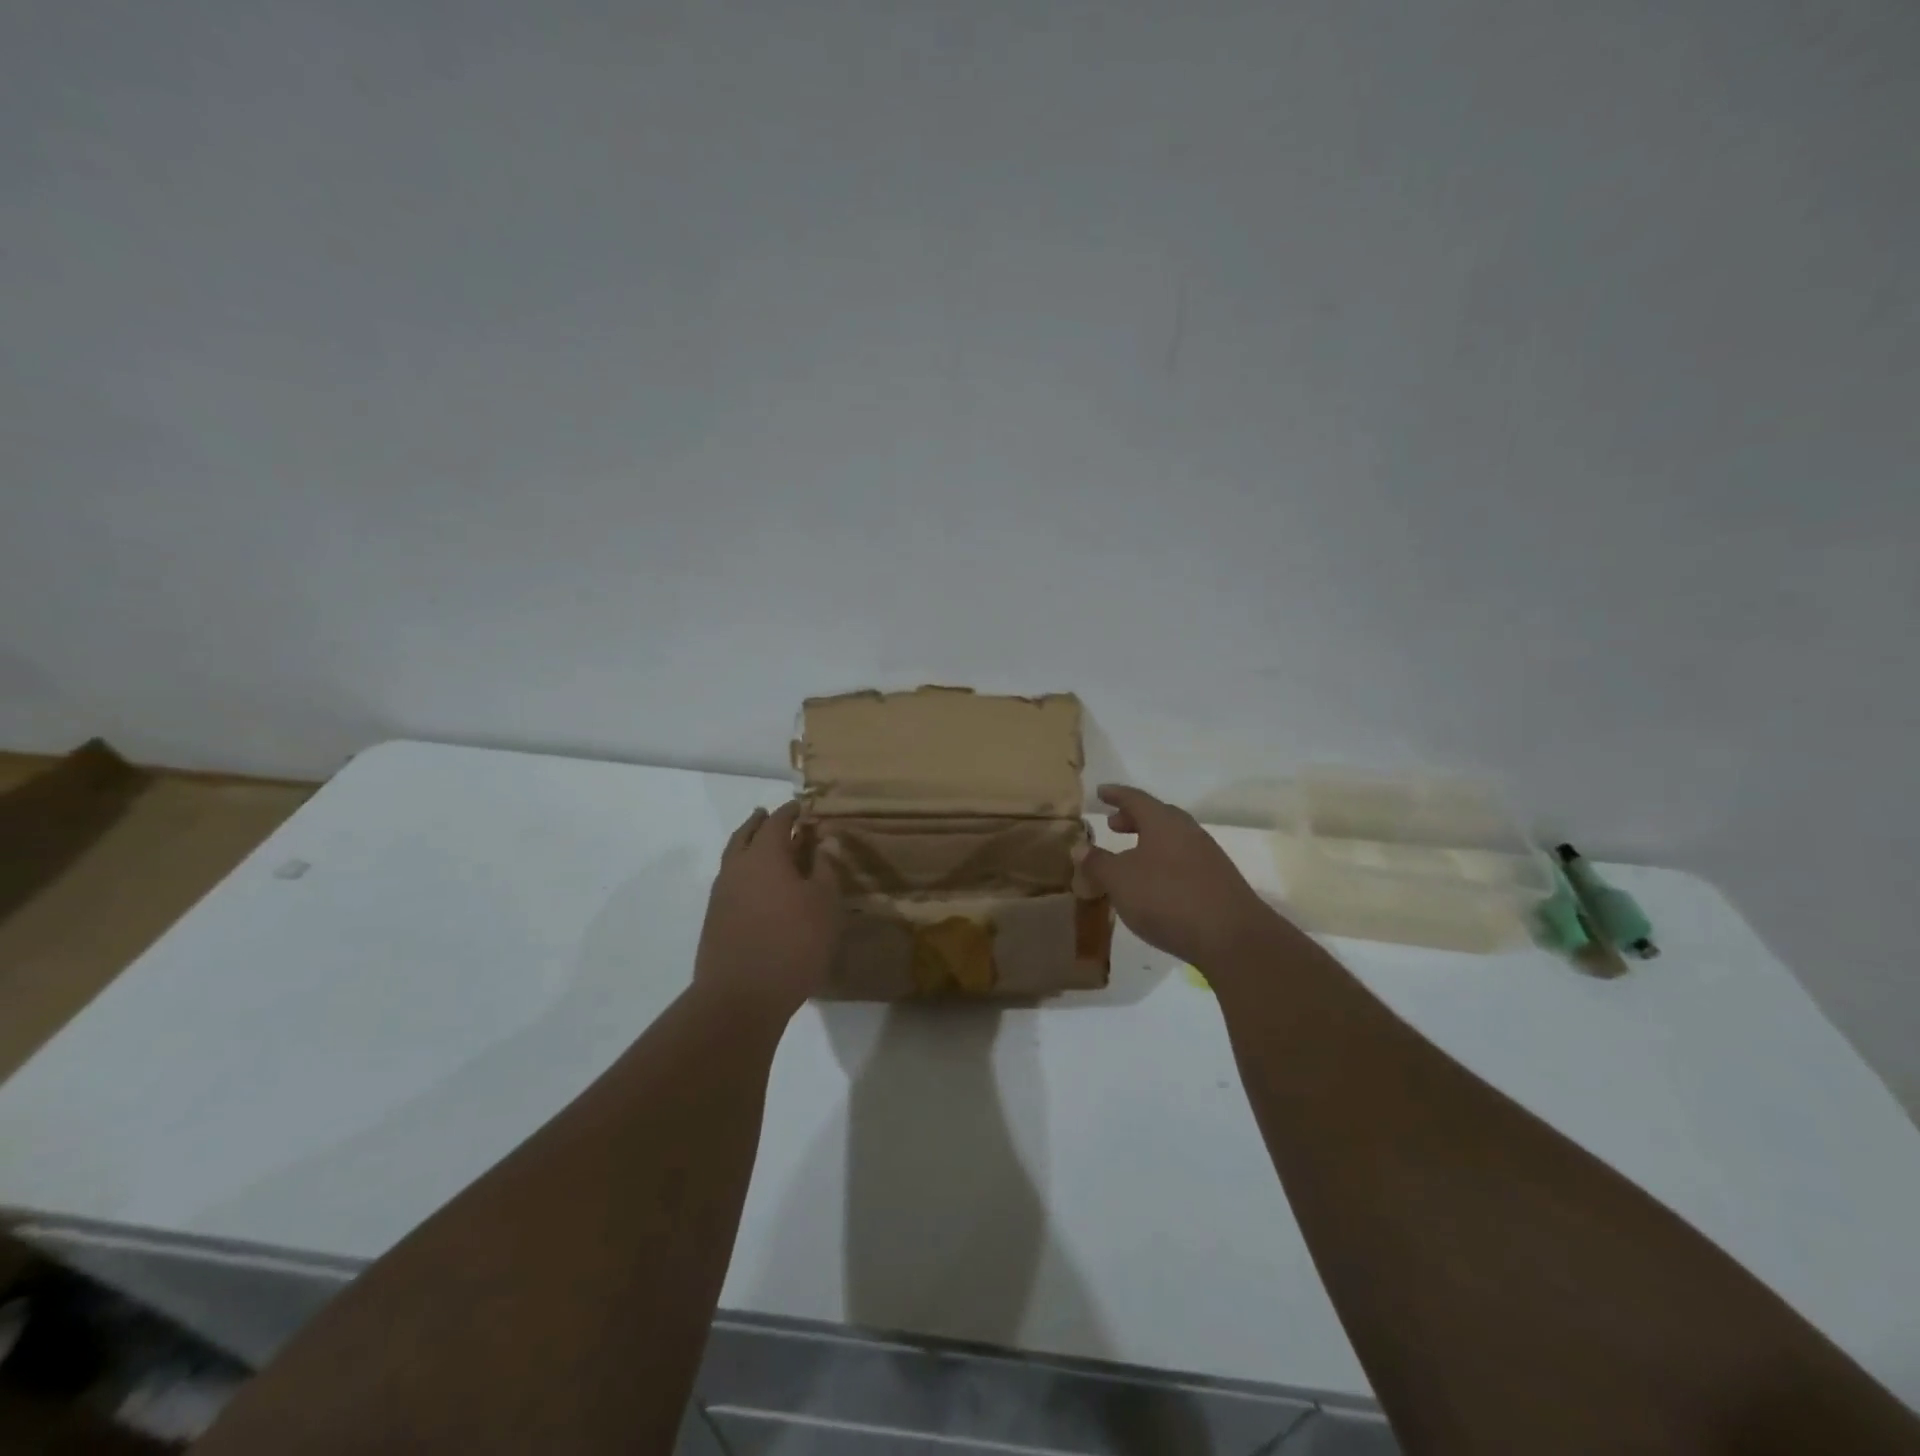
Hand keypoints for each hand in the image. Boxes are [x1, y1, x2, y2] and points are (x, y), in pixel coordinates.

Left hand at [695, 801, 843, 1022]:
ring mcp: (721, 894)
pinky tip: (757, 886)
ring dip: (748, 845)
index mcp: (765, 855)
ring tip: (763, 848)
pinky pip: (730, 881)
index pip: (777, 822)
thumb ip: (824, 869)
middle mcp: (737, 867)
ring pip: (734, 858)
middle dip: (760, 822)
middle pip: (746, 834)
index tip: (801, 806)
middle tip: (771, 816)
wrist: (741, 996)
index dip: (790, 812)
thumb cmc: (794, 943)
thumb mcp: (825, 904)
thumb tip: (822, 843)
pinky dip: (743, 872)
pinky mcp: (715, 919)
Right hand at [1076, 784, 1280, 968]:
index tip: (1100, 792)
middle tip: (1112, 825)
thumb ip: (1098, 863)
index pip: (1135, 798)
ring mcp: (1207, 856)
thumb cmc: (1167, 898)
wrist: (1231, 937)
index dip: (1115, 794)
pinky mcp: (1217, 881)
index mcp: (1163, 821)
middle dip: (1133, 819)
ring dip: (1148, 842)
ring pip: (1172, 839)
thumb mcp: (1120, 881)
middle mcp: (1187, 831)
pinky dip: (1162, 863)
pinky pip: (1182, 861)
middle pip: (1157, 816)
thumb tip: (1080, 847)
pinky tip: (1154, 885)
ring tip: (1130, 857)